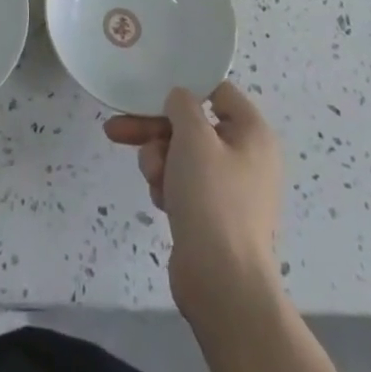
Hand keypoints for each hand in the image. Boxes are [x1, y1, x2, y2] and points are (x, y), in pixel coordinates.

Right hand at [104, 82, 282, 309]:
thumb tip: (180, 100)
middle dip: (155, 129)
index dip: (185, 88)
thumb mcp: (194, 137)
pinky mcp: (213, 214)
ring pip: (181, 153)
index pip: (217, 91)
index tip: (153, 90)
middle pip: (191, 125)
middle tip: (118, 129)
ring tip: (153, 178)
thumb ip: (182, 104)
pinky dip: (167, 185)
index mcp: (252, 133)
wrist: (222, 283)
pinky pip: (183, 183)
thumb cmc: (212, 198)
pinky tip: (161, 200)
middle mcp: (245, 156)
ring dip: (158, 159)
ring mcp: (230, 188)